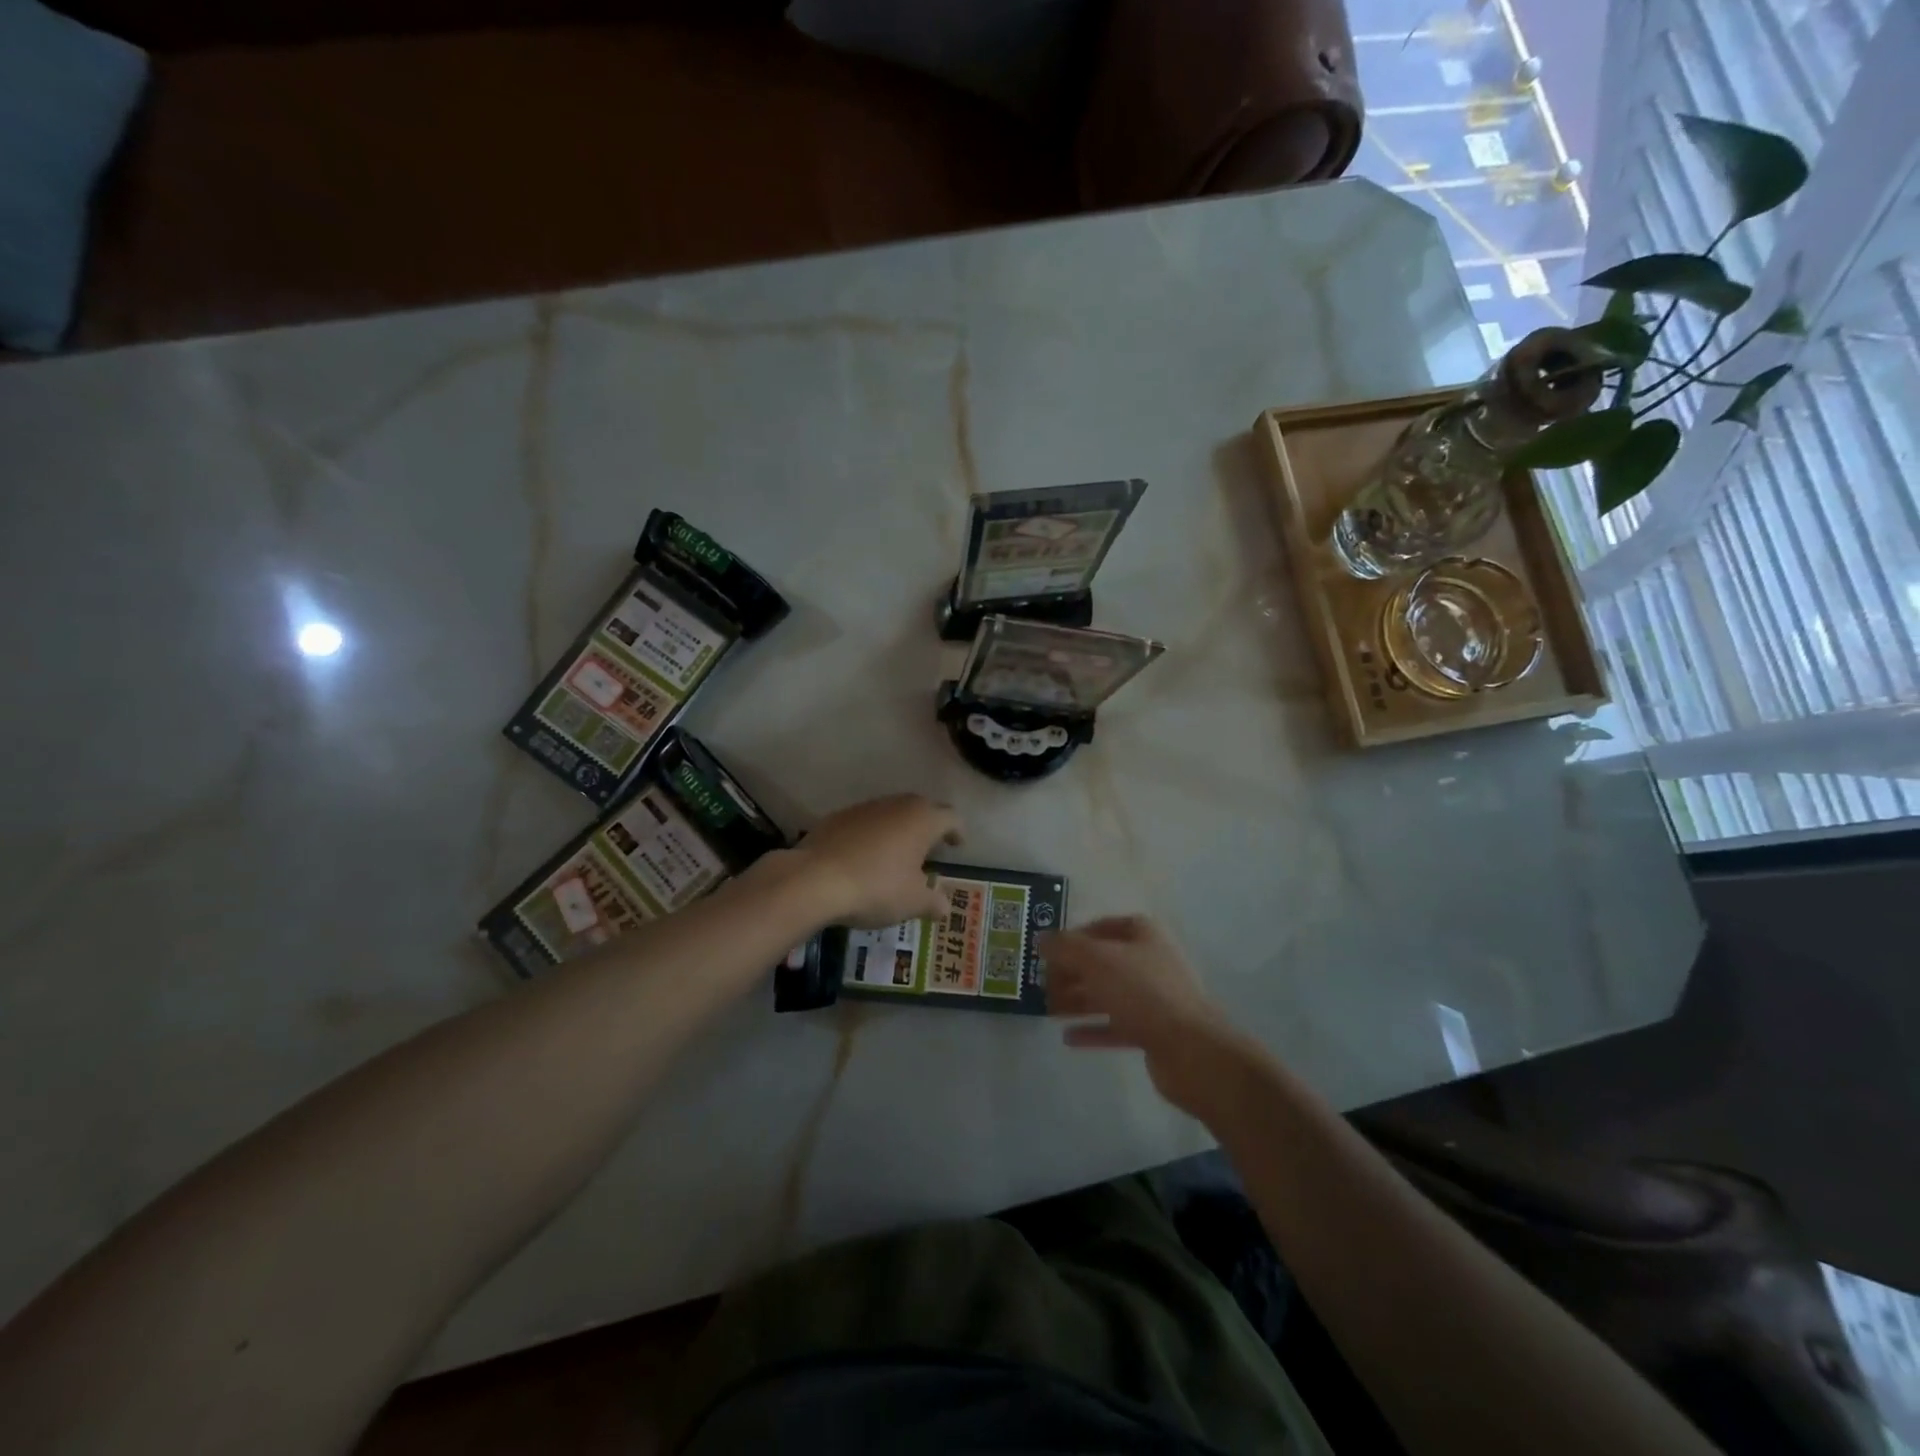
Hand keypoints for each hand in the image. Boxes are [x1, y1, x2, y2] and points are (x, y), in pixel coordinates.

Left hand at [786, 795, 961, 927]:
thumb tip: (945, 906)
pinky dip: (871, 835)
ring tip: (897, 855)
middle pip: (921, 809)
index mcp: (923, 820)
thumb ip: (933, 902)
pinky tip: (865, 858)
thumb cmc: (876, 887)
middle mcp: (897, 805)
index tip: (957, 845)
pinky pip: (865, 822)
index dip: (957, 832)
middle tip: (929, 848)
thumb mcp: (912, 902)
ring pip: (891, 813)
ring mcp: (865, 808)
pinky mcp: (838, 817)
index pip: (951, 818)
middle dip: (928, 826)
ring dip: (898, 829)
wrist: (814, 879)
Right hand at [1044, 917, 1258, 1118]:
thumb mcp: (1096, 960)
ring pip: (1108, 994)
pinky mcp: (1153, 1031)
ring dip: (1077, 1001)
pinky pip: (1116, 1025)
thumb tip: (1041, 938)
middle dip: (1071, 972)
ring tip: (1047, 1010)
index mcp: (1143, 935)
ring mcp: (1154, 998)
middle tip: (1041, 984)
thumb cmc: (1142, 991)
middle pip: (1103, 962)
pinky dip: (1093, 1030)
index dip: (1074, 936)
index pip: (1103, 926)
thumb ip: (1065, 947)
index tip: (1047, 952)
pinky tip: (1068, 1038)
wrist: (1191, 1049)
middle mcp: (1150, 961)